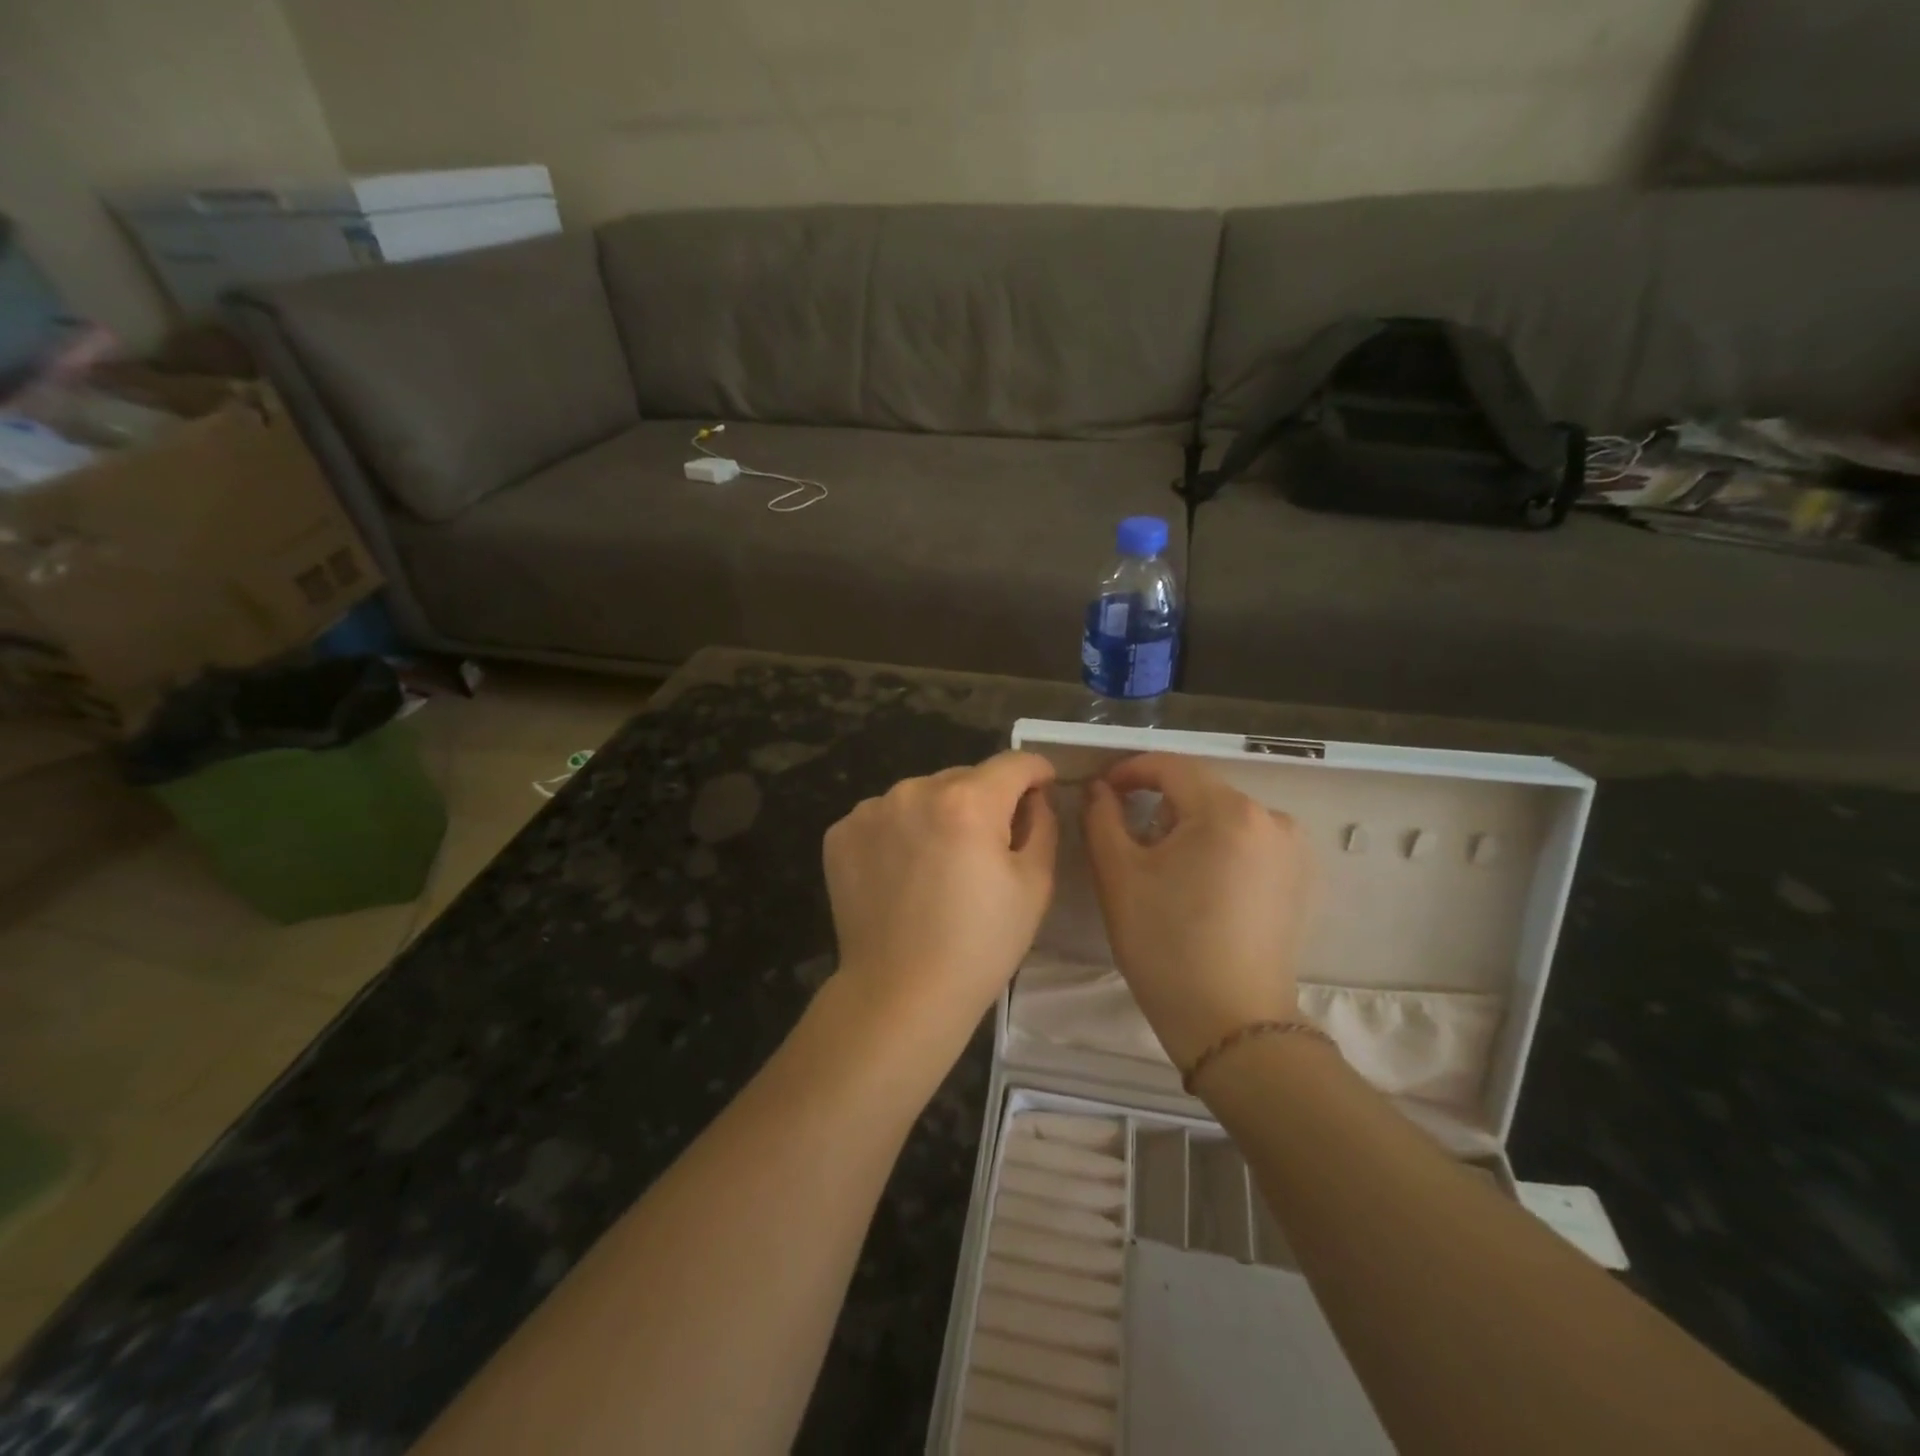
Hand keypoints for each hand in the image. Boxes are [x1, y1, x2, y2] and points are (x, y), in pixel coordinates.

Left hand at [822, 751, 1058, 1048]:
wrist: (900, 994)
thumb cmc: (979, 944)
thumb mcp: (1035, 884)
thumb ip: (1042, 823)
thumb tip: (1032, 796)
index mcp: (968, 800)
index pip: (1013, 763)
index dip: (1036, 773)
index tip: (1042, 789)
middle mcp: (914, 789)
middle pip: (965, 778)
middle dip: (984, 802)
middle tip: (987, 849)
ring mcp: (871, 810)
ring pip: (922, 795)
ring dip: (939, 815)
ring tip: (939, 866)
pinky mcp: (841, 833)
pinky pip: (885, 817)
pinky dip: (900, 833)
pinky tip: (902, 875)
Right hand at [1082, 754, 1311, 1068]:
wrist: (1231, 1024)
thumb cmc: (1166, 944)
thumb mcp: (1119, 875)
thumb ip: (1102, 816)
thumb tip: (1100, 788)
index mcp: (1228, 811)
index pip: (1170, 767)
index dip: (1129, 771)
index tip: (1100, 790)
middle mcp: (1271, 818)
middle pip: (1200, 790)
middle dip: (1157, 801)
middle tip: (1122, 832)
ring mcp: (1293, 850)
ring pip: (1224, 816)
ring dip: (1187, 825)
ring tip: (1159, 862)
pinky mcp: (1299, 879)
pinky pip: (1247, 842)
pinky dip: (1216, 847)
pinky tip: (1197, 882)